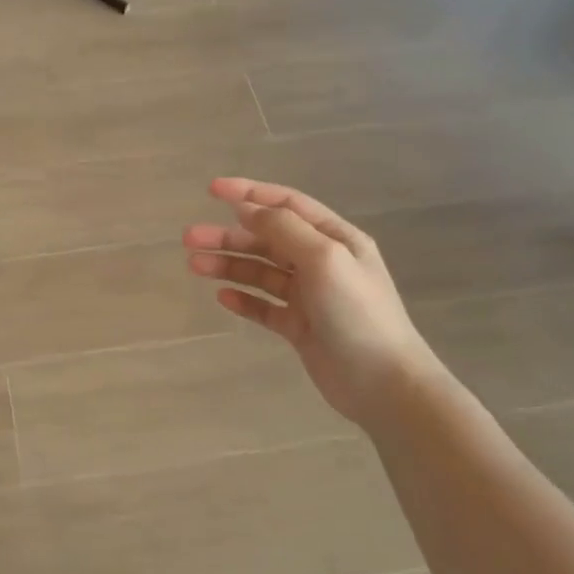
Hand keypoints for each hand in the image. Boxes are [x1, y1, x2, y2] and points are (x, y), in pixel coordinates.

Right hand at [183, 178, 446, 427]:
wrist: (383, 384)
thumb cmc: (357, 313)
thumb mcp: (324, 258)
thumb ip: (285, 229)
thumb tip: (248, 208)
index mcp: (335, 239)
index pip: (286, 204)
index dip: (249, 193)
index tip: (211, 189)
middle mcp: (321, 262)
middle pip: (266, 239)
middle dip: (228, 235)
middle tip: (189, 238)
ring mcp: (310, 296)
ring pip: (261, 272)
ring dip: (228, 265)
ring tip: (194, 265)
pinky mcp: (299, 327)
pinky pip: (264, 306)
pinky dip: (243, 299)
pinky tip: (222, 297)